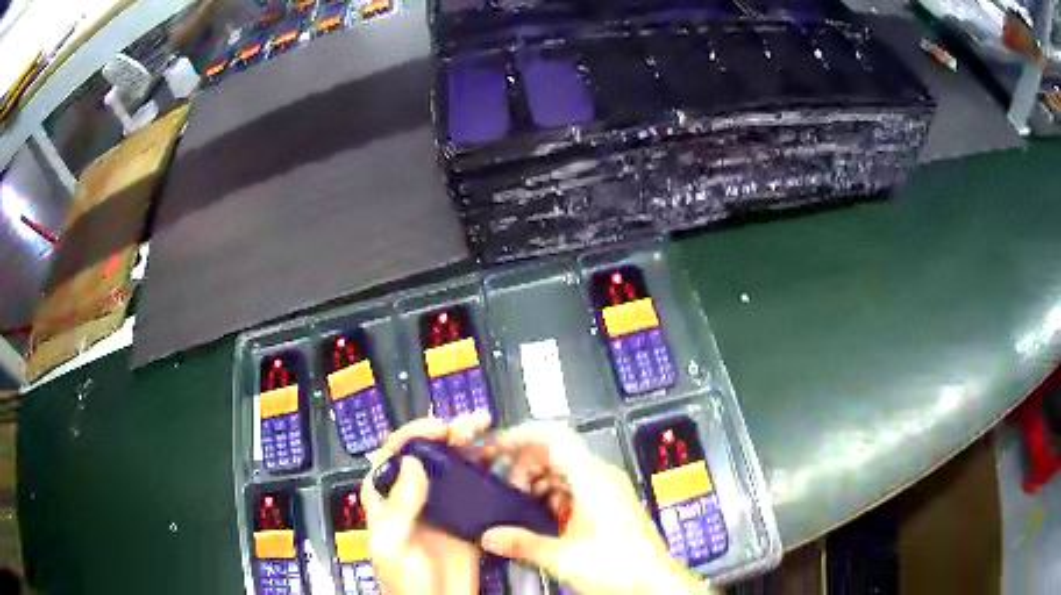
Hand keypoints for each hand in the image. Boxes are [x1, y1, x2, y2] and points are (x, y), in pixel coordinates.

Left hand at [360, 412, 492, 594]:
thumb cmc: (404, 581)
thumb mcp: (391, 545)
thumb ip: (398, 506)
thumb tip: (412, 464)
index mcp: (386, 496)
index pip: (396, 453)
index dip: (416, 434)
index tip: (439, 428)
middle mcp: (414, 495)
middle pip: (430, 454)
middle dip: (450, 434)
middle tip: (471, 425)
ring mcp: (443, 506)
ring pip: (456, 467)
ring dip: (471, 447)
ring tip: (488, 432)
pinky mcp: (468, 518)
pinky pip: (478, 490)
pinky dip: (490, 473)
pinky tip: (502, 463)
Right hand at [480, 423, 710, 594]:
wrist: (652, 583)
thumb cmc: (623, 567)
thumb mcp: (563, 557)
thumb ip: (522, 544)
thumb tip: (490, 536)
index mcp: (593, 478)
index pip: (554, 436)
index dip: (520, 436)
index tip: (495, 447)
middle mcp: (601, 477)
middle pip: (554, 451)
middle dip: (521, 464)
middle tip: (499, 482)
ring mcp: (604, 490)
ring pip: (561, 470)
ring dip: (533, 481)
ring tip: (515, 502)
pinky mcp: (605, 505)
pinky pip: (570, 487)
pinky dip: (548, 495)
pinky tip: (537, 517)